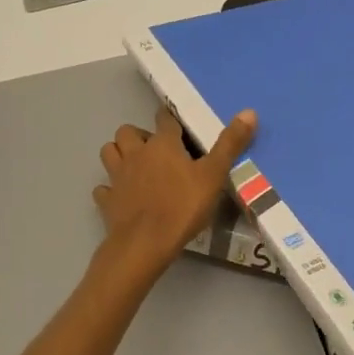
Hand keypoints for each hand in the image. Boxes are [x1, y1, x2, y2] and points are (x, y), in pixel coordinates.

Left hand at [94, 107, 257, 268]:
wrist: (146, 243)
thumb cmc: (183, 206)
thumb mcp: (214, 175)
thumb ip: (230, 144)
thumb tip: (249, 111)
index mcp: (162, 144)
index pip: (164, 119)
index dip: (170, 120)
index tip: (178, 127)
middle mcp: (136, 153)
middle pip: (127, 131)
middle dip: (138, 136)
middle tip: (155, 151)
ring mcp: (118, 176)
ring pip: (109, 152)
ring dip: (119, 154)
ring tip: (135, 166)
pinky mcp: (107, 200)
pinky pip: (103, 188)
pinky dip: (110, 189)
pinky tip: (120, 196)